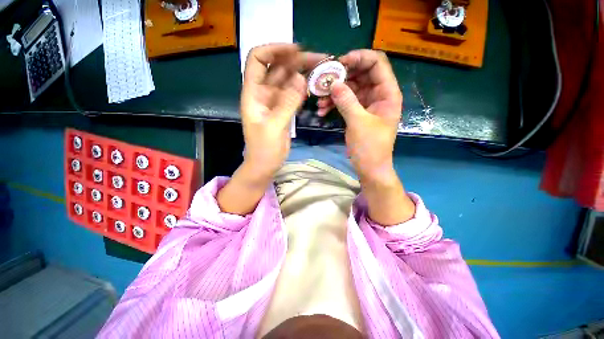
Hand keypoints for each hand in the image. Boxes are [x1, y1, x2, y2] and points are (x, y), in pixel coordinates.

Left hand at [241, 44, 324, 179]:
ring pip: (288, 80)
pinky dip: (303, 88)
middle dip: (296, 60)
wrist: (265, 165)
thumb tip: (300, 78)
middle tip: (319, 59)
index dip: (274, 50)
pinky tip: (314, 85)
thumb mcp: (274, 127)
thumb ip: (287, 103)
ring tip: (321, 69)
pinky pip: (293, 94)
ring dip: (302, 73)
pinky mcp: (284, 110)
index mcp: (253, 93)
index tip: (296, 50)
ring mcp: (274, 102)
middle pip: (277, 68)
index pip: (258, 60)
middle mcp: (263, 93)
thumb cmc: (264, 150)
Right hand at [317, 50, 401, 181]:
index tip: (338, 64)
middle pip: (361, 74)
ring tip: (320, 101)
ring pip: (350, 88)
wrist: (370, 168)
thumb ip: (346, 101)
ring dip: (335, 92)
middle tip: (324, 82)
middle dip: (342, 76)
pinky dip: (334, 104)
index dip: (358, 58)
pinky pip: (346, 102)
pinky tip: (322, 111)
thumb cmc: (370, 148)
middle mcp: (378, 95)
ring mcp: (367, 104)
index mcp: (387, 93)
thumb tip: (334, 83)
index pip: (377, 63)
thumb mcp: (358, 123)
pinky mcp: (358, 113)